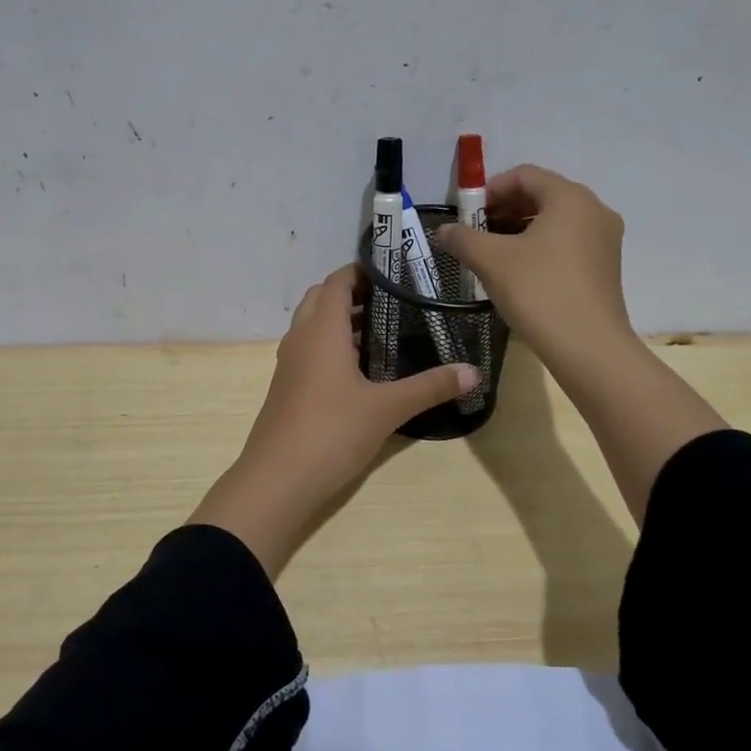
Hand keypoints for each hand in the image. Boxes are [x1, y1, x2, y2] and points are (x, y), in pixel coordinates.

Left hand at [190, 264, 478, 576]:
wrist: (277, 480)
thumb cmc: (331, 432)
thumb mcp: (387, 409)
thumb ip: (430, 387)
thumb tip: (473, 371)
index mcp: (322, 330)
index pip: (337, 281)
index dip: (362, 271)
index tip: (395, 274)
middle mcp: (300, 338)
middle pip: (322, 298)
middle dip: (352, 294)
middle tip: (392, 302)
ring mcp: (289, 363)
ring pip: (312, 325)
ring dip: (340, 321)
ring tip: (383, 331)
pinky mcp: (286, 387)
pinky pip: (308, 350)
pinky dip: (331, 345)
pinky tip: (359, 369)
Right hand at [436, 164, 636, 393]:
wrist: (588, 348)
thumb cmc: (539, 292)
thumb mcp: (491, 260)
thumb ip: (462, 238)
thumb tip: (442, 230)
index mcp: (570, 198)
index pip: (524, 175)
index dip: (490, 189)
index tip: (467, 214)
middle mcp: (593, 210)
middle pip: (541, 195)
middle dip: (503, 210)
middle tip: (474, 233)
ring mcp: (604, 240)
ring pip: (554, 221)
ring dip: (518, 230)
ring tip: (490, 254)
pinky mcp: (605, 266)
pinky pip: (566, 242)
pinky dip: (539, 247)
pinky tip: (517, 272)